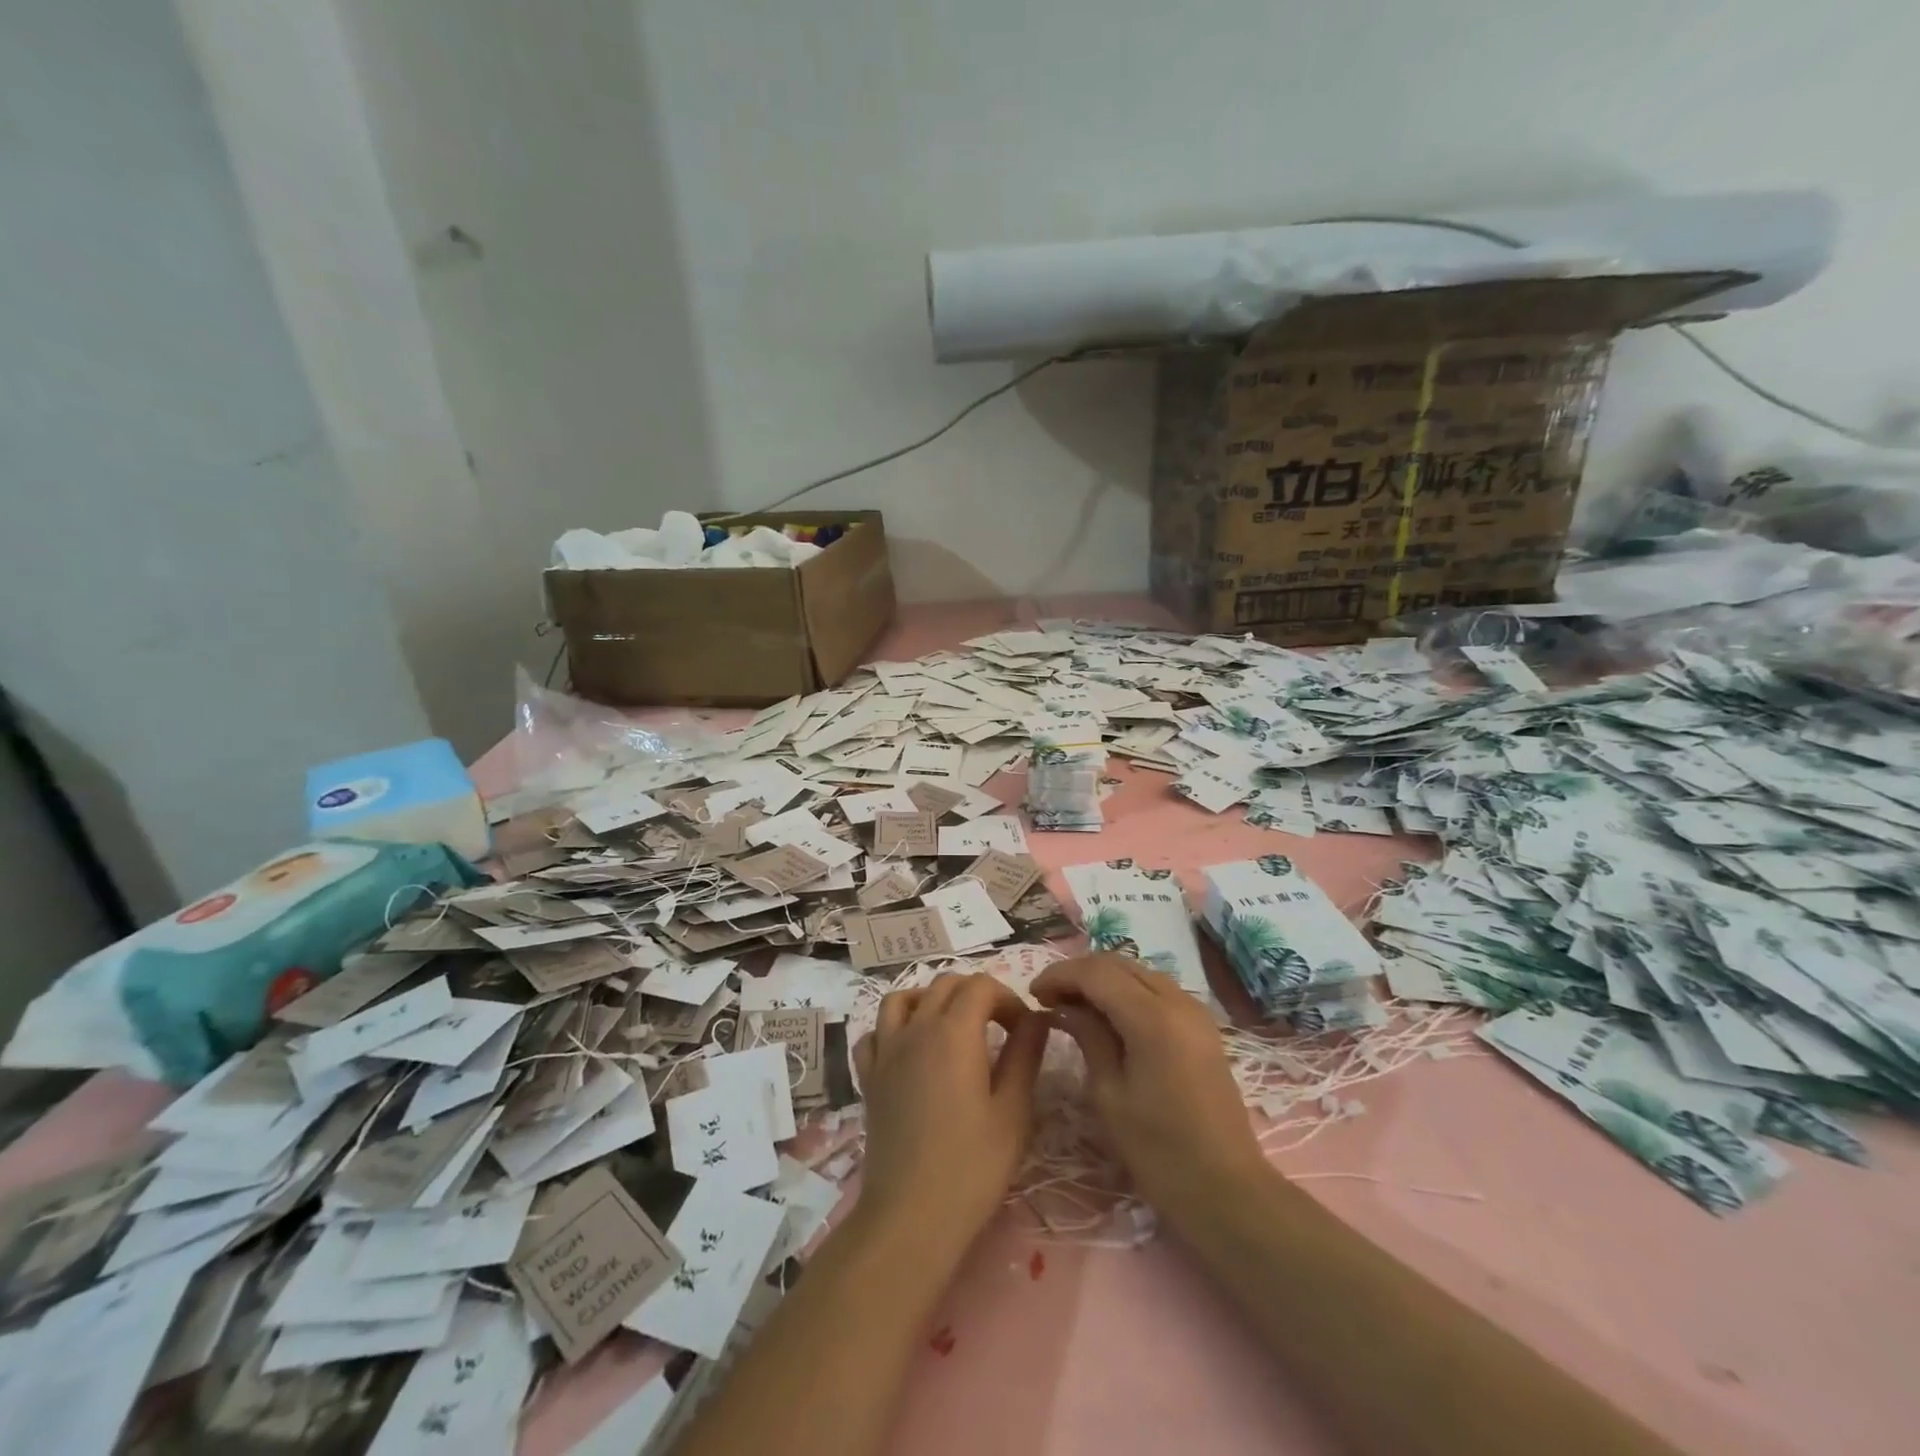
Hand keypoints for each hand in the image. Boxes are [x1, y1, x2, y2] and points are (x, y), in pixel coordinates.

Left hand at [853, 973, 1047, 1251]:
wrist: (911, 1216)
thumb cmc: (972, 1167)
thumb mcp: (1013, 1111)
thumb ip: (1025, 1055)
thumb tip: (1038, 1018)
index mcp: (954, 1032)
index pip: (981, 986)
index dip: (1008, 999)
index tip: (1025, 1030)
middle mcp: (916, 1029)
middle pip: (945, 984)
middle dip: (976, 994)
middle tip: (999, 1027)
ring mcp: (886, 1051)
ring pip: (903, 998)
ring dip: (930, 999)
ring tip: (952, 1026)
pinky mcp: (868, 1077)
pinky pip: (874, 1033)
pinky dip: (893, 1028)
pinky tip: (909, 1050)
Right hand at [1033, 954, 1271, 1226]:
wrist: (1229, 1192)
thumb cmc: (1160, 1153)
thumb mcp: (1110, 1096)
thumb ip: (1088, 1038)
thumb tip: (1064, 1007)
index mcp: (1153, 1018)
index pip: (1096, 973)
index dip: (1060, 975)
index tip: (1033, 993)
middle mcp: (1178, 1001)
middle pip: (1118, 964)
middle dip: (1079, 974)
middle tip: (1048, 998)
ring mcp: (1195, 1011)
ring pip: (1138, 973)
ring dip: (1103, 980)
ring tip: (1073, 1006)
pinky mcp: (1202, 1027)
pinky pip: (1156, 990)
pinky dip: (1126, 992)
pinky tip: (1108, 1016)